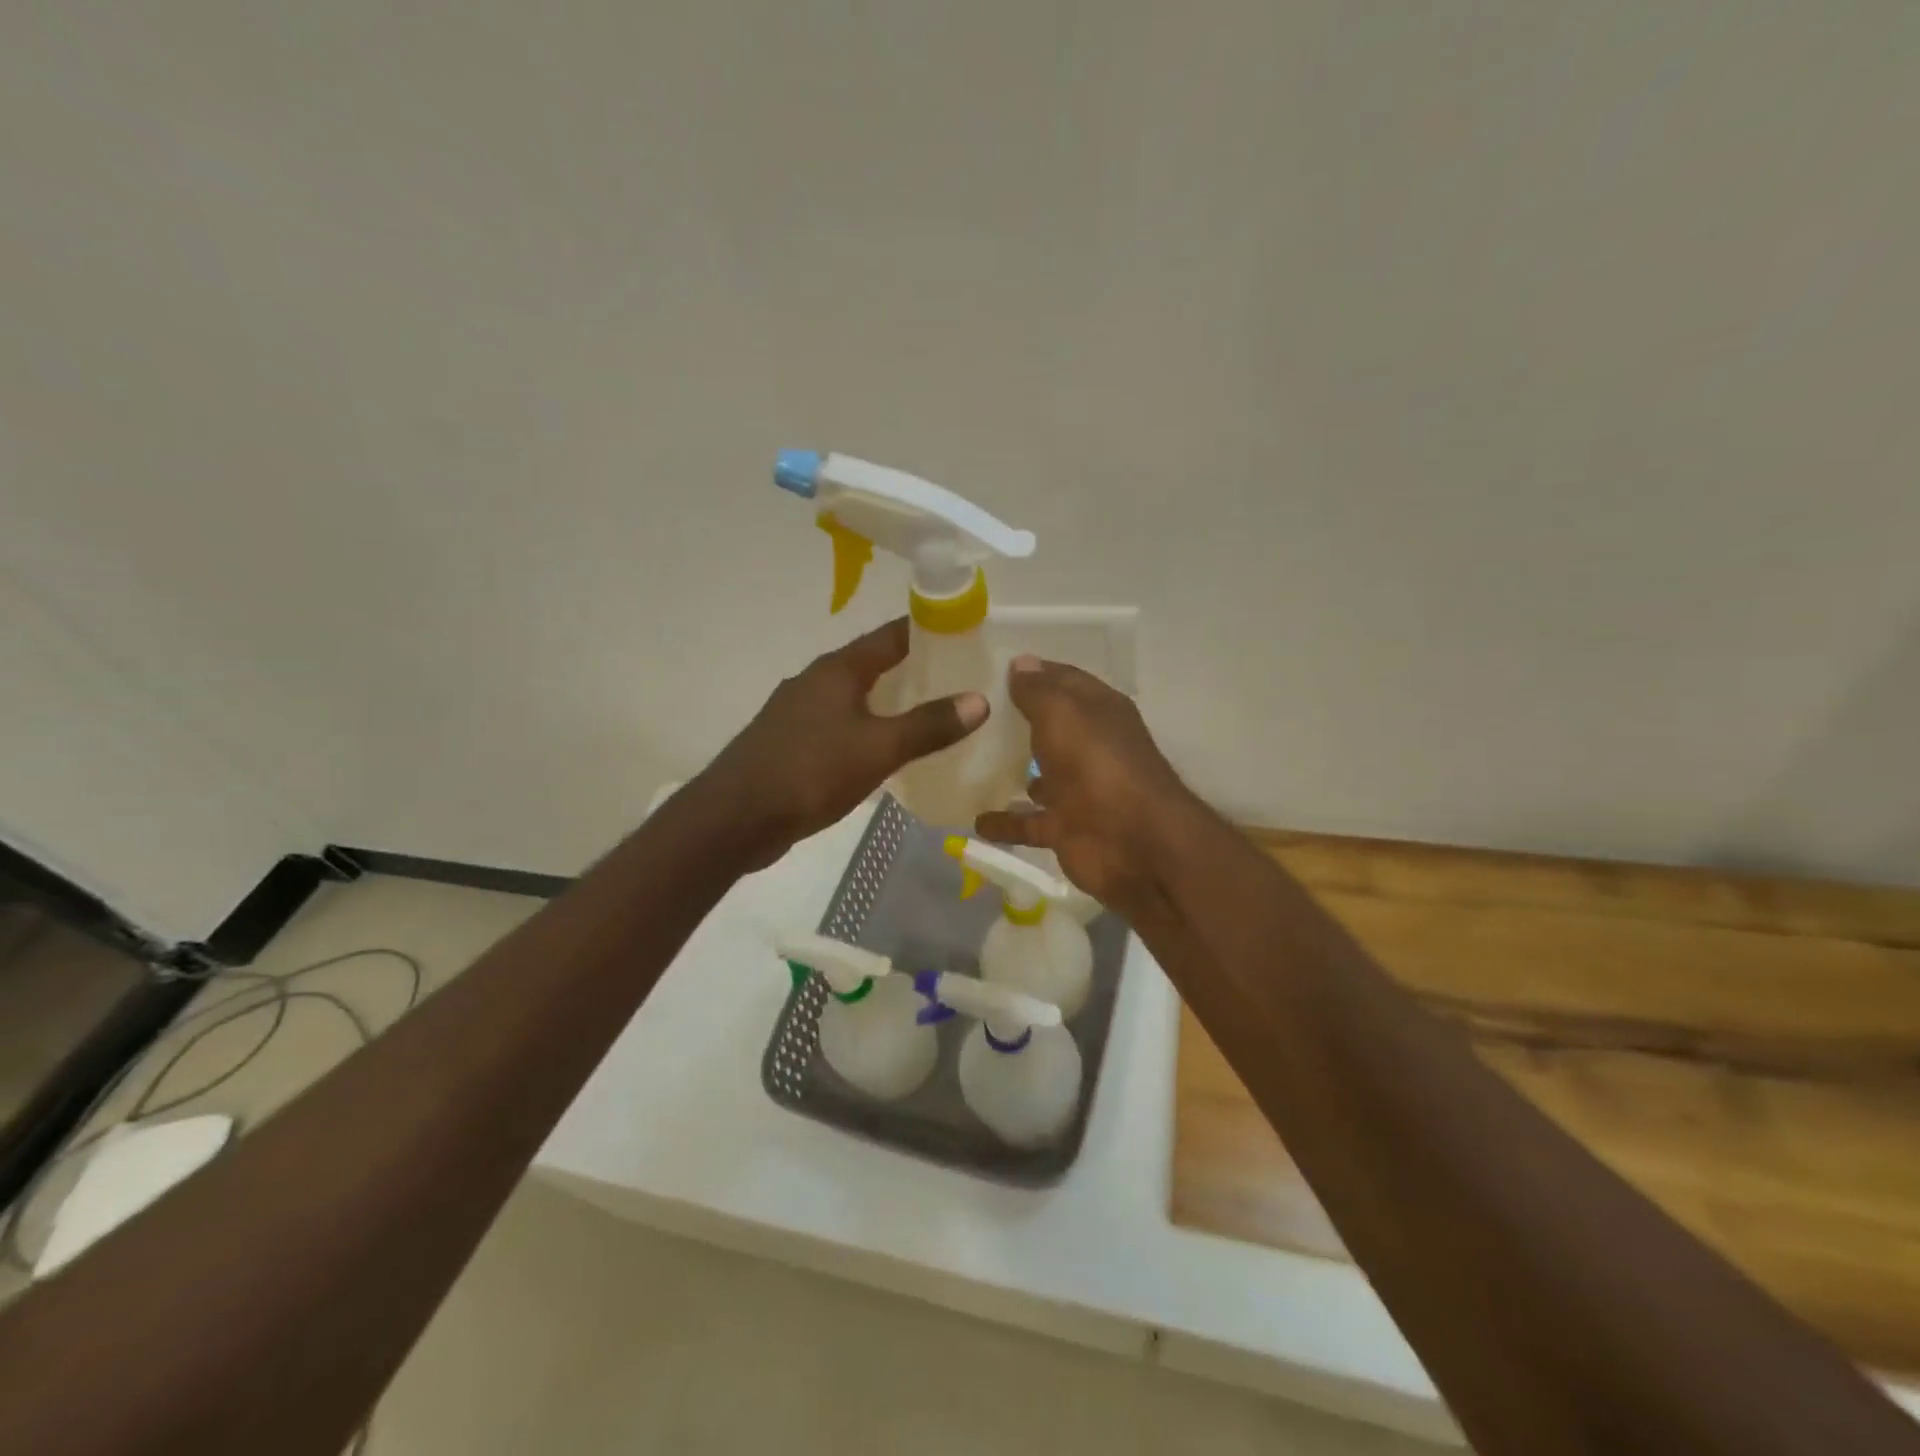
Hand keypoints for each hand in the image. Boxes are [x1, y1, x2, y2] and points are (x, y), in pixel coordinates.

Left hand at [699, 618, 988, 868]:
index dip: (927, 631)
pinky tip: (883, 751)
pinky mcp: (790, 743)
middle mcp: (815, 681)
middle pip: (872, 665)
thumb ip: (928, 725)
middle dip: (912, 670)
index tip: (963, 634)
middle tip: (957, 680)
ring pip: (854, 698)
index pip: (890, 636)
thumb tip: (980, 700)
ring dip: (888, 703)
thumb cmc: (810, 772)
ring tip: (929, 715)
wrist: (735, 818)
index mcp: (837, 670)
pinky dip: (866, 730)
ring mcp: (798, 713)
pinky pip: (839, 726)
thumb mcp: (878, 749)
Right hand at [975, 656, 1199, 918]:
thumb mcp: (1062, 714)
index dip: (1035, 673)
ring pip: (1040, 778)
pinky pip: (1028, 823)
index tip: (993, 669)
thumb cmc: (1097, 764)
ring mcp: (1079, 791)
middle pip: (1052, 729)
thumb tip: (1021, 662)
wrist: (1133, 842)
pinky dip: (1005, 823)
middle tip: (971, 714)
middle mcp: (1091, 748)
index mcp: (1099, 712)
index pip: (1064, 681)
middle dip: (1019, 722)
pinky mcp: (1066, 829)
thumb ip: (1038, 691)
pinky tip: (974, 820)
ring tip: (967, 764)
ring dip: (1012, 773)